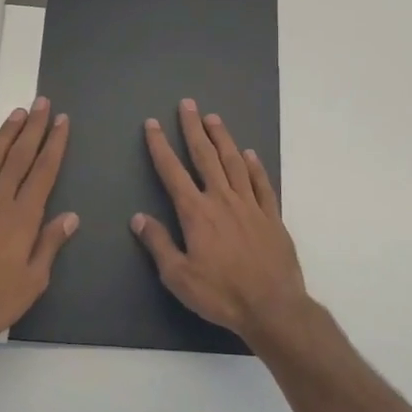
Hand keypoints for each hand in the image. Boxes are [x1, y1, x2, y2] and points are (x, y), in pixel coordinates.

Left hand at [0, 99, 77, 344]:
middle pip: (19, 157)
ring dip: (6, 135)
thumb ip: (49, 245)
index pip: (44, 171)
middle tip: (41, 103)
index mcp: (23, 216)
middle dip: (33, 128)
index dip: (54, 144)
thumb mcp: (33, 281)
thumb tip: (70, 217)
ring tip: (17, 114)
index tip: (61, 121)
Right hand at [131, 98, 312, 340]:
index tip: (152, 124)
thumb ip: (159, 244)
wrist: (272, 306)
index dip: (160, 147)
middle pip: (206, 156)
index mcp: (196, 213)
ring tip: (213, 118)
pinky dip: (254, 166)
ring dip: (222, 138)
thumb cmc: (220, 294)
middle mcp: (222, 199)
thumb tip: (138, 218)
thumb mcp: (178, 276)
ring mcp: (250, 205)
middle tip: (187, 104)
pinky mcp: (271, 216)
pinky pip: (261, 183)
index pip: (173, 172)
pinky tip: (249, 154)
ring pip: (234, 162)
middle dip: (193, 129)